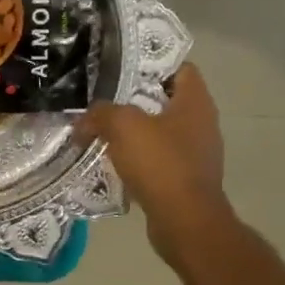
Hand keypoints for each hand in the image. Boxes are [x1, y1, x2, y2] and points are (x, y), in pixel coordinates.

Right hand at [75, 64, 235, 269]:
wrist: (185, 222)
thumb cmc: (161, 164)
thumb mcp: (123, 126)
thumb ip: (100, 114)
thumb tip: (83, 121)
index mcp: (195, 102)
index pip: (179, 67)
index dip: (151, 62)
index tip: (120, 65)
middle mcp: (202, 123)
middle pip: (165, 99)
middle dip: (134, 97)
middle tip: (102, 96)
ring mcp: (196, 152)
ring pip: (159, 130)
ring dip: (133, 130)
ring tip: (101, 128)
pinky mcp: (186, 178)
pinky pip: (158, 158)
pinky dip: (137, 157)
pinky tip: (112, 160)